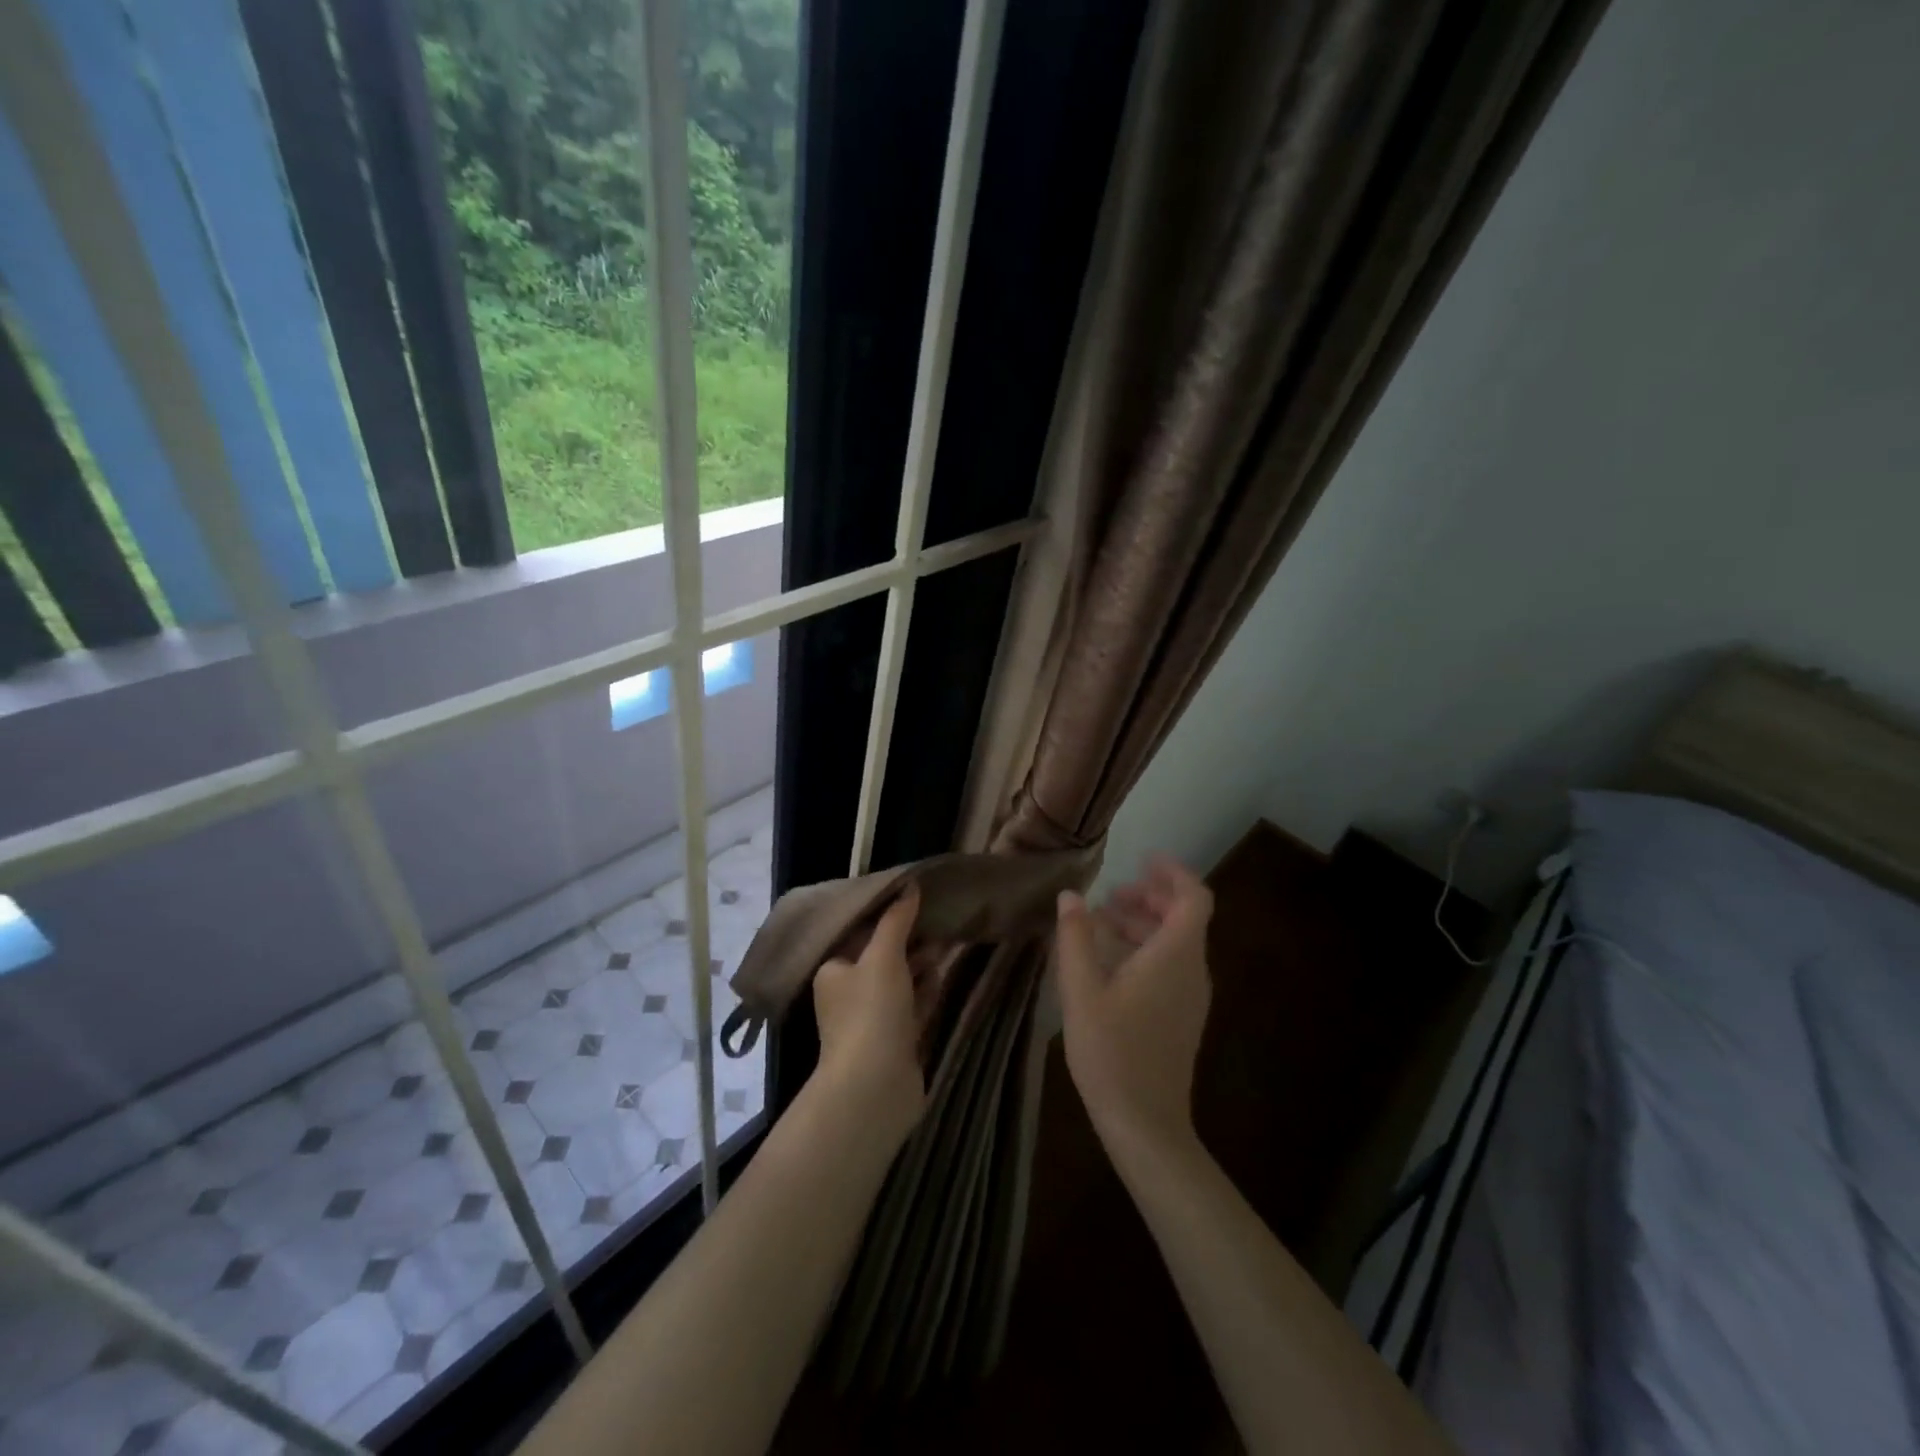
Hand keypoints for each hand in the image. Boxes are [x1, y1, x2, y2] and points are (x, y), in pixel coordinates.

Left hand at [811, 887, 925, 1144]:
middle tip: (939, 920)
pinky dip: (926, 992)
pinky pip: (913, 1008)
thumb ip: (896, 920)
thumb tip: (910, 884)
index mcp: (834, 971)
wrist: (874, 1087)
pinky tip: (943, 976)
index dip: (887, 917)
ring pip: (900, 983)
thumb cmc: (871, 1012)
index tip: (915, 900)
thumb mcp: (883, 956)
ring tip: (947, 943)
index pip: (860, 934)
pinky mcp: (895, 1043)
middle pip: (882, 958)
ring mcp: (873, 1021)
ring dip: (920, 965)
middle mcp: (849, 994)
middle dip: (909, 941)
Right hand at [1055, 857, 1213, 1168]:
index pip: (1194, 897)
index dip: (1173, 872)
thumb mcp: (1082, 991)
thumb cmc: (1112, 1053)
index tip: (1143, 859)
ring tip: (1101, 922)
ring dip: (1144, 923)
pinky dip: (1146, 948)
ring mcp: (1191, 996)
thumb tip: (1071, 895)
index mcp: (1175, 956)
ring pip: (1176, 942)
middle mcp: (1193, 970)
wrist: (1146, 1125)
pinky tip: (1110, 961)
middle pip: (1184, 917)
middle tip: (1111, 894)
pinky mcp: (1183, 1016)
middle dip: (1150, 897)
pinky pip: (1171, 965)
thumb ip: (1076, 938)